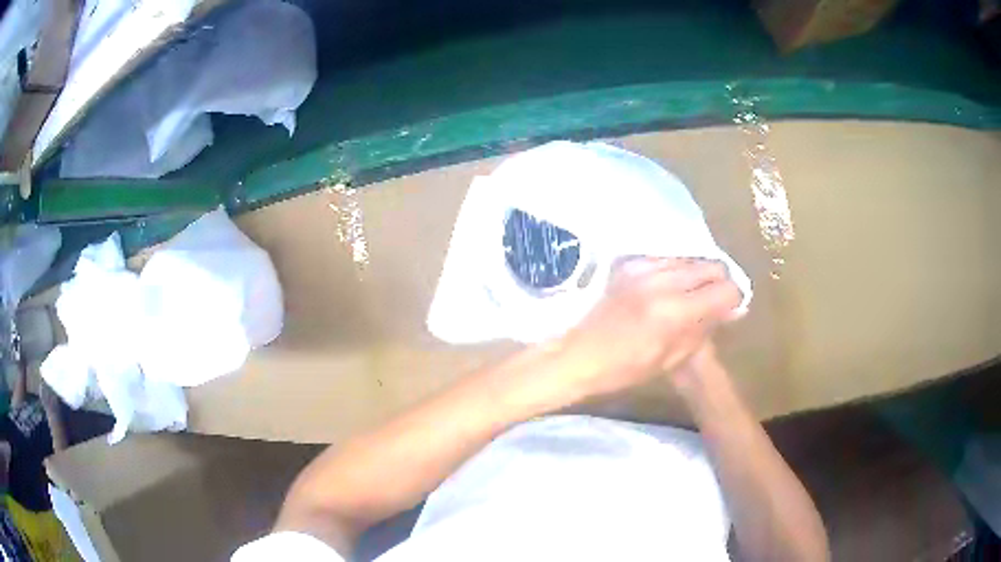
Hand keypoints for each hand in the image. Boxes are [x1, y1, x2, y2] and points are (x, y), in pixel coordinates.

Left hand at [541, 258, 741, 406]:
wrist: (577, 355)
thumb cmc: (625, 369)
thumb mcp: (672, 359)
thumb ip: (704, 329)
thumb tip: (733, 310)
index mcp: (675, 311)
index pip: (726, 289)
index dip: (734, 300)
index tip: (730, 311)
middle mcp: (663, 282)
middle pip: (712, 266)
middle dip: (720, 283)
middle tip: (713, 303)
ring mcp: (644, 268)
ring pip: (691, 259)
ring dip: (698, 275)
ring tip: (690, 296)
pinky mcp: (629, 264)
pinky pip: (667, 259)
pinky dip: (676, 271)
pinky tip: (668, 289)